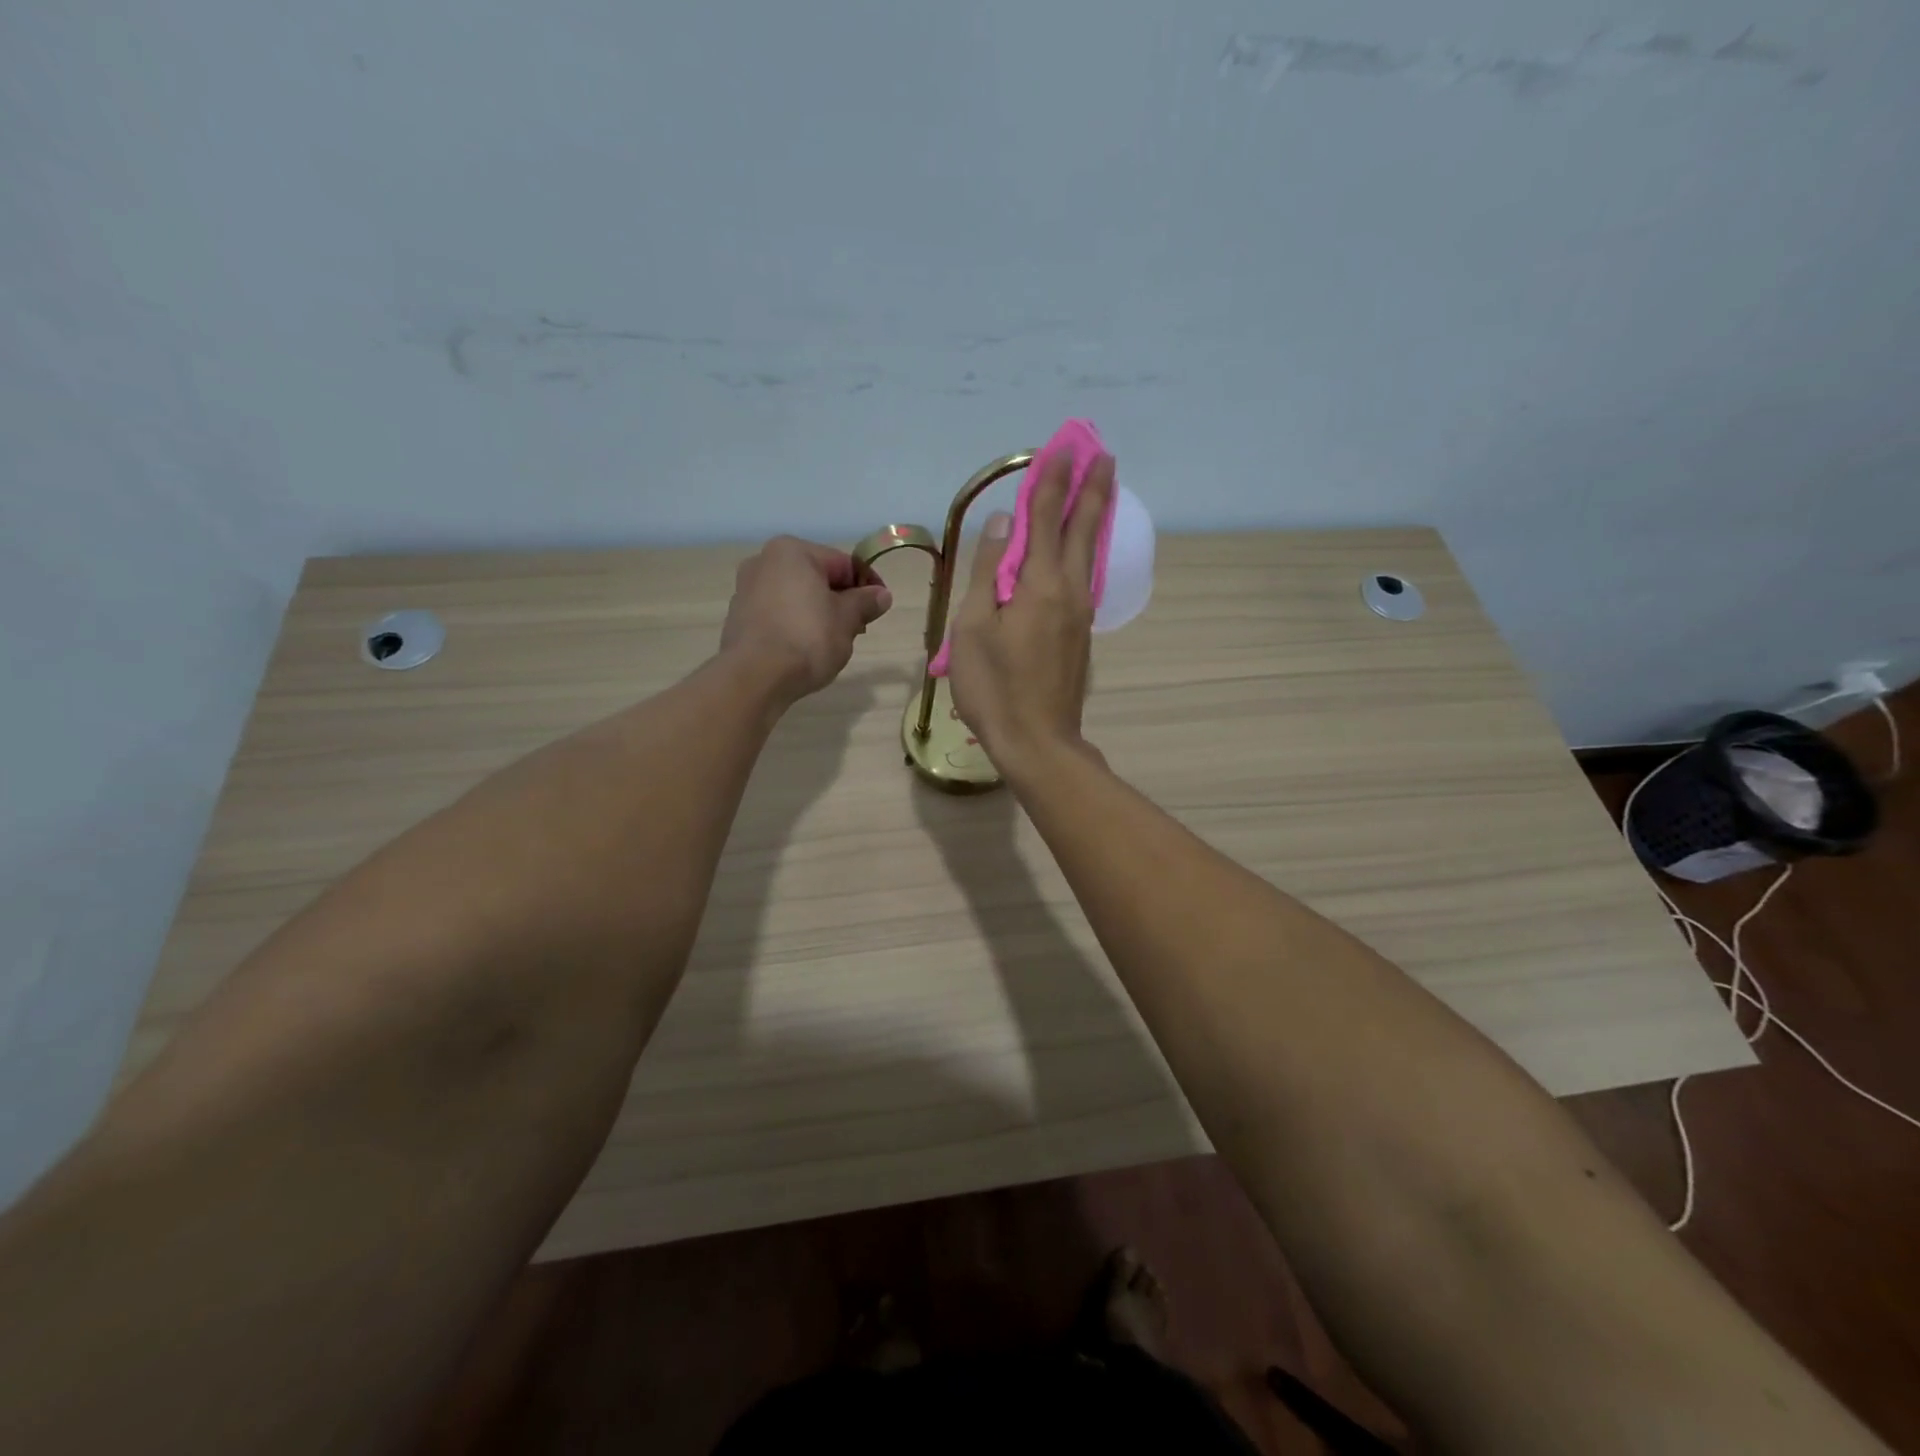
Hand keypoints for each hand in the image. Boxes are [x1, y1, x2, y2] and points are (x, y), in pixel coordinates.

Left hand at [720, 536, 892, 701]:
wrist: (756, 677)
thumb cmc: (808, 638)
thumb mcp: (847, 619)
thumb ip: (865, 602)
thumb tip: (882, 595)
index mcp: (792, 552)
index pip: (843, 563)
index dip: (867, 585)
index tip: (880, 608)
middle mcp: (763, 561)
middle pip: (817, 578)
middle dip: (841, 601)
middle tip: (858, 629)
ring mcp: (746, 590)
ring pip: (796, 597)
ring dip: (818, 614)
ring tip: (833, 643)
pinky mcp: (738, 618)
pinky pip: (778, 615)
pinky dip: (795, 626)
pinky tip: (805, 649)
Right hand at [947, 452, 1113, 770]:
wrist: (1037, 741)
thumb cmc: (994, 687)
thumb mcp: (974, 627)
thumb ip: (989, 571)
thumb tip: (1005, 522)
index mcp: (1041, 585)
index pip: (1046, 520)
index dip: (1051, 482)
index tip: (1061, 448)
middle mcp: (1069, 591)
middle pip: (1082, 530)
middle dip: (1091, 490)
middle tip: (1103, 455)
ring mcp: (1080, 614)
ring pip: (1090, 553)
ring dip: (1094, 517)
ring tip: (1101, 489)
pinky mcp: (1080, 635)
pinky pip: (1085, 577)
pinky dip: (1087, 549)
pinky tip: (1085, 548)